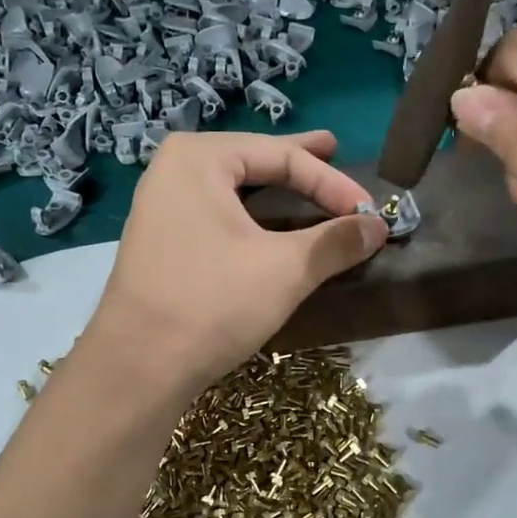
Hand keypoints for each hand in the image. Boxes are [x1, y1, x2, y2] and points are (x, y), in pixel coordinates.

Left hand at [82, 130, 387, 395]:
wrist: (137, 369)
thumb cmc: (211, 304)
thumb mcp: (285, 270)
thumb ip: (335, 241)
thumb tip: (378, 226)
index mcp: (199, 158)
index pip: (282, 157)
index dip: (333, 183)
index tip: (370, 212)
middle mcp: (174, 170)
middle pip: (254, 161)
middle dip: (297, 163)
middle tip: (334, 148)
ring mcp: (163, 207)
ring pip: (236, 190)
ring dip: (277, 190)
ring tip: (308, 180)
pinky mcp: (163, 242)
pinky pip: (219, 214)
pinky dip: (254, 216)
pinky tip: (272, 223)